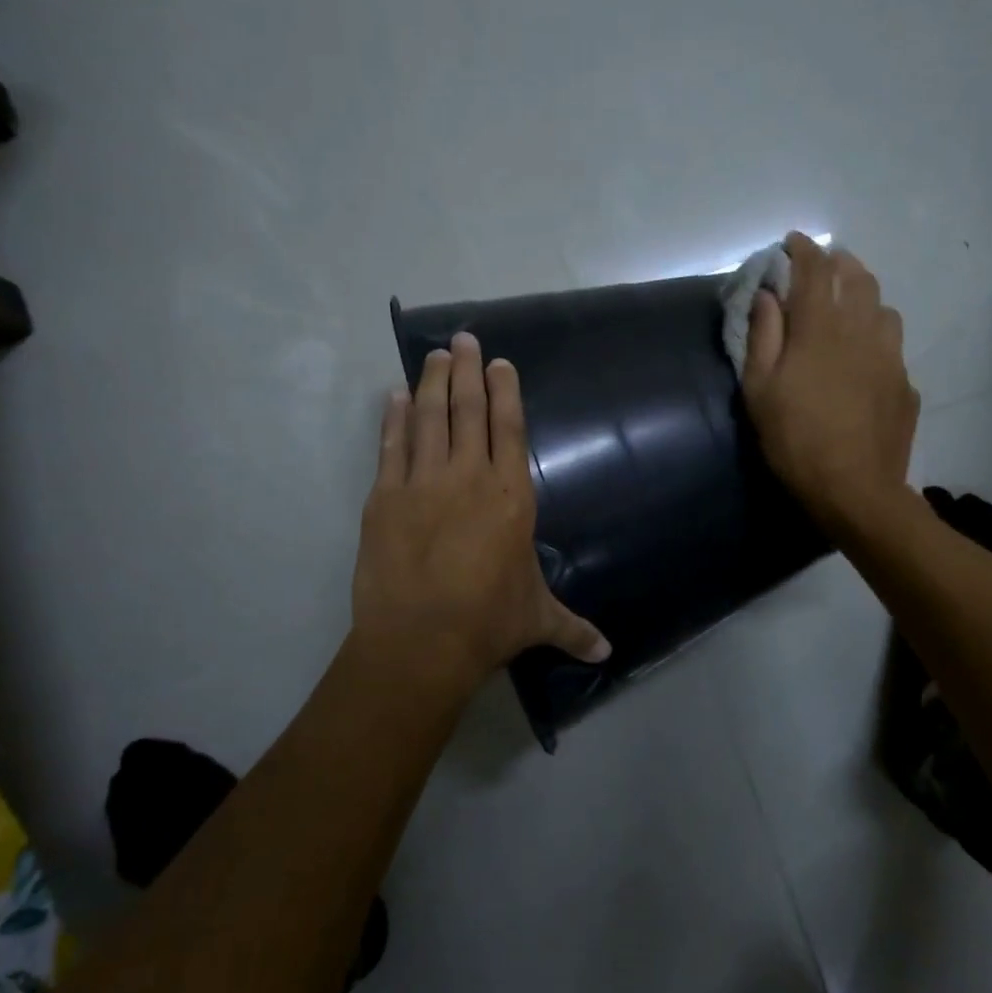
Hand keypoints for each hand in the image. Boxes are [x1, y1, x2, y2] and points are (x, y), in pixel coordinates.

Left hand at [351, 332, 609, 696]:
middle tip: (463, 338)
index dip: (504, 391)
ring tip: (434, 355)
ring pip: (427, 418)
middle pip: (467, 410)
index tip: (498, 362)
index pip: (508, 428)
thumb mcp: (537, 619)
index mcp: (510, 495)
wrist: (421, 641)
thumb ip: (573, 629)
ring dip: (431, 383)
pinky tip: (392, 397)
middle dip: (467, 370)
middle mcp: (467, 477)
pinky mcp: (384, 497)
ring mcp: (422, 483)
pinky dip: (391, 419)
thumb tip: (607, 654)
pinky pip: (389, 447)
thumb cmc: (488, 622)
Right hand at [742, 233, 919, 529]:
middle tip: (822, 267)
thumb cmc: (794, 439)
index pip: (815, 270)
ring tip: (848, 308)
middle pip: (858, 278)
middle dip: (839, 263)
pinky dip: (876, 337)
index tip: (792, 241)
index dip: (803, 250)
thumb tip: (768, 295)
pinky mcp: (905, 383)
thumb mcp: (760, 389)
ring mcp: (890, 356)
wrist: (855, 488)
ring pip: (883, 308)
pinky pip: (892, 345)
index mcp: (820, 329)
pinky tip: (864, 358)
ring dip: (864, 297)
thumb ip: (763, 336)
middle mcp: (862, 330)